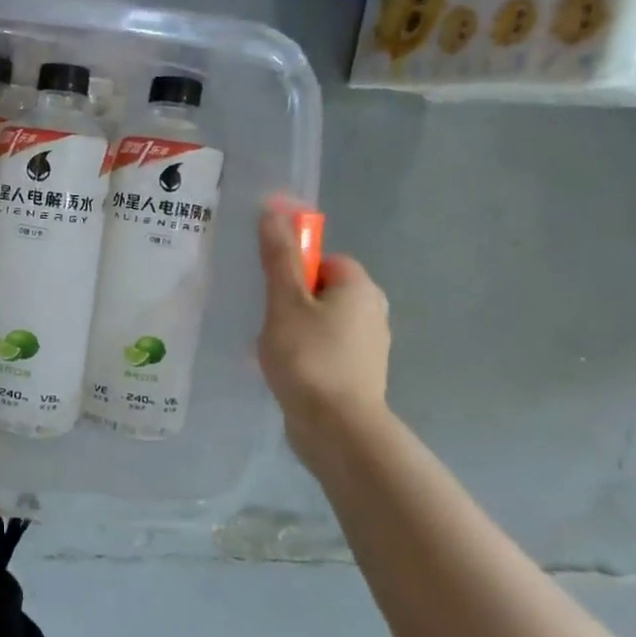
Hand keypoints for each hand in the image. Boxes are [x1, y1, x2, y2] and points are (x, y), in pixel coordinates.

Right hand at [256, 207, 391, 476]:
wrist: (336, 427)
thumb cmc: (309, 356)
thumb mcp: (285, 300)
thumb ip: (279, 257)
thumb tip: (274, 209)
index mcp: (360, 288)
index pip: (324, 258)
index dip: (294, 266)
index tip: (269, 287)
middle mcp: (372, 312)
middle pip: (321, 289)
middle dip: (289, 298)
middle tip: (263, 314)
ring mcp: (367, 347)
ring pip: (320, 320)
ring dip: (292, 326)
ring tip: (267, 344)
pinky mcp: (356, 374)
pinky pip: (323, 348)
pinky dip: (302, 351)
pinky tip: (281, 367)